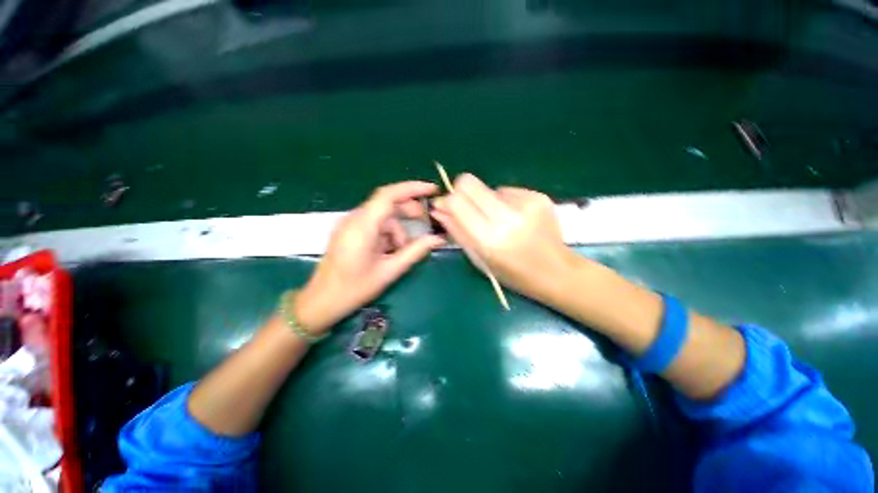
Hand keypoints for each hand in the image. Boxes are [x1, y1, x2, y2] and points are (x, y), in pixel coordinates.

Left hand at [296, 181, 445, 332]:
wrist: (322, 301)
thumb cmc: (355, 288)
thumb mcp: (390, 270)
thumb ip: (415, 251)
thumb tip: (438, 239)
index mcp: (363, 226)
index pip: (389, 195)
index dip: (412, 188)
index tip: (432, 190)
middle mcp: (355, 219)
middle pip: (387, 203)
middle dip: (409, 210)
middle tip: (426, 222)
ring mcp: (350, 224)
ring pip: (383, 216)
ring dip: (398, 230)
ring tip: (403, 251)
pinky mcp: (349, 231)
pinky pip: (375, 224)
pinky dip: (388, 234)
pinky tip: (391, 251)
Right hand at [431, 174, 576, 301]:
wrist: (556, 272)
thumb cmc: (512, 274)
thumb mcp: (479, 259)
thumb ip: (456, 231)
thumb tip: (439, 208)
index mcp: (489, 239)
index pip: (457, 201)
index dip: (447, 200)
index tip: (446, 207)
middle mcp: (507, 217)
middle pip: (469, 183)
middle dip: (461, 192)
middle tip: (467, 208)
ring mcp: (526, 204)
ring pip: (488, 187)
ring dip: (486, 201)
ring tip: (499, 220)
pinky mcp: (538, 196)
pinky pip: (507, 190)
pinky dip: (504, 202)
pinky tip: (515, 218)